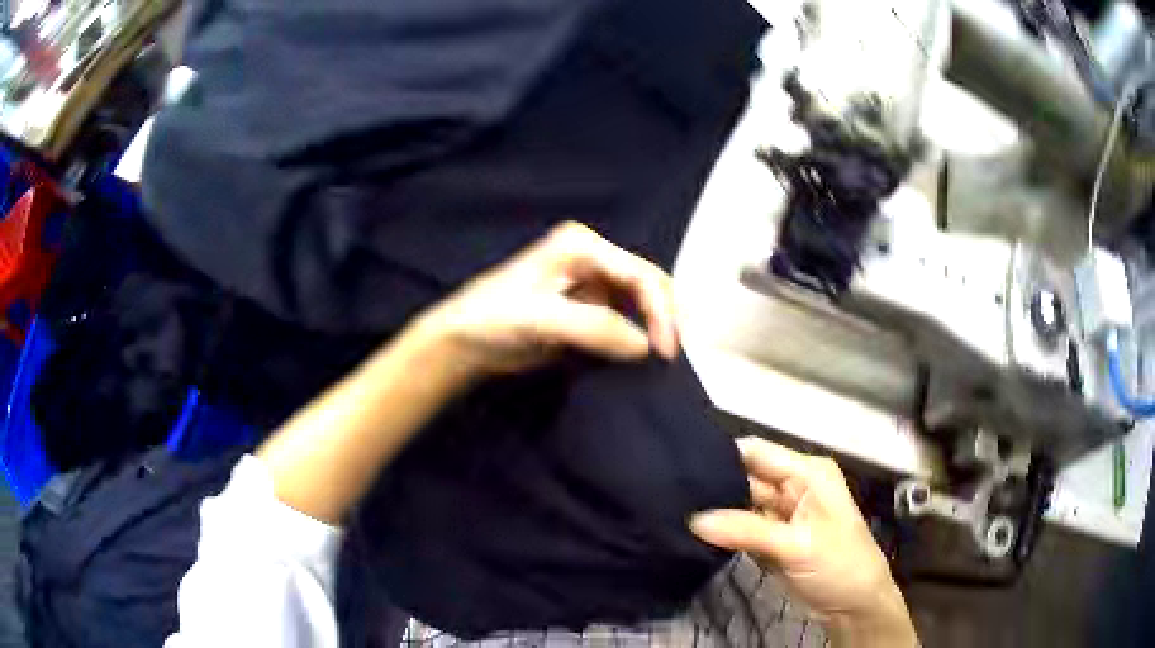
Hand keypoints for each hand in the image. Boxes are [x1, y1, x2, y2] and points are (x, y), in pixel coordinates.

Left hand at [419, 221, 678, 374]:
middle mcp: (593, 257)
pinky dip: (638, 337)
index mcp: (582, 245)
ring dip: (655, 327)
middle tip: (671, 357)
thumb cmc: (492, 319)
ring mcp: (591, 282)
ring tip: (665, 359)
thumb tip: (645, 346)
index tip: (665, 352)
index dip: (660, 312)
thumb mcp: (541, 320)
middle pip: (647, 284)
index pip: (639, 274)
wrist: (464, 341)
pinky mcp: (587, 308)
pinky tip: (644, 356)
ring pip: (640, 303)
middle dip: (664, 317)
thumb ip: (594, 328)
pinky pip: (625, 320)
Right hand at [690, 438, 916, 647]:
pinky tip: (690, 531)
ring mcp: (780, 516)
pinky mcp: (770, 540)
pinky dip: (720, 533)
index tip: (679, 466)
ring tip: (672, 510)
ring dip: (714, 511)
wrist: (853, 606)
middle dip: (712, 487)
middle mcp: (792, 487)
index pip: (757, 453)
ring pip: (739, 505)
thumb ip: (746, 531)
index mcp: (807, 473)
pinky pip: (739, 530)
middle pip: (745, 478)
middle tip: (668, 494)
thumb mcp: (797, 545)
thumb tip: (694, 520)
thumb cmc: (839, 564)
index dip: (721, 456)